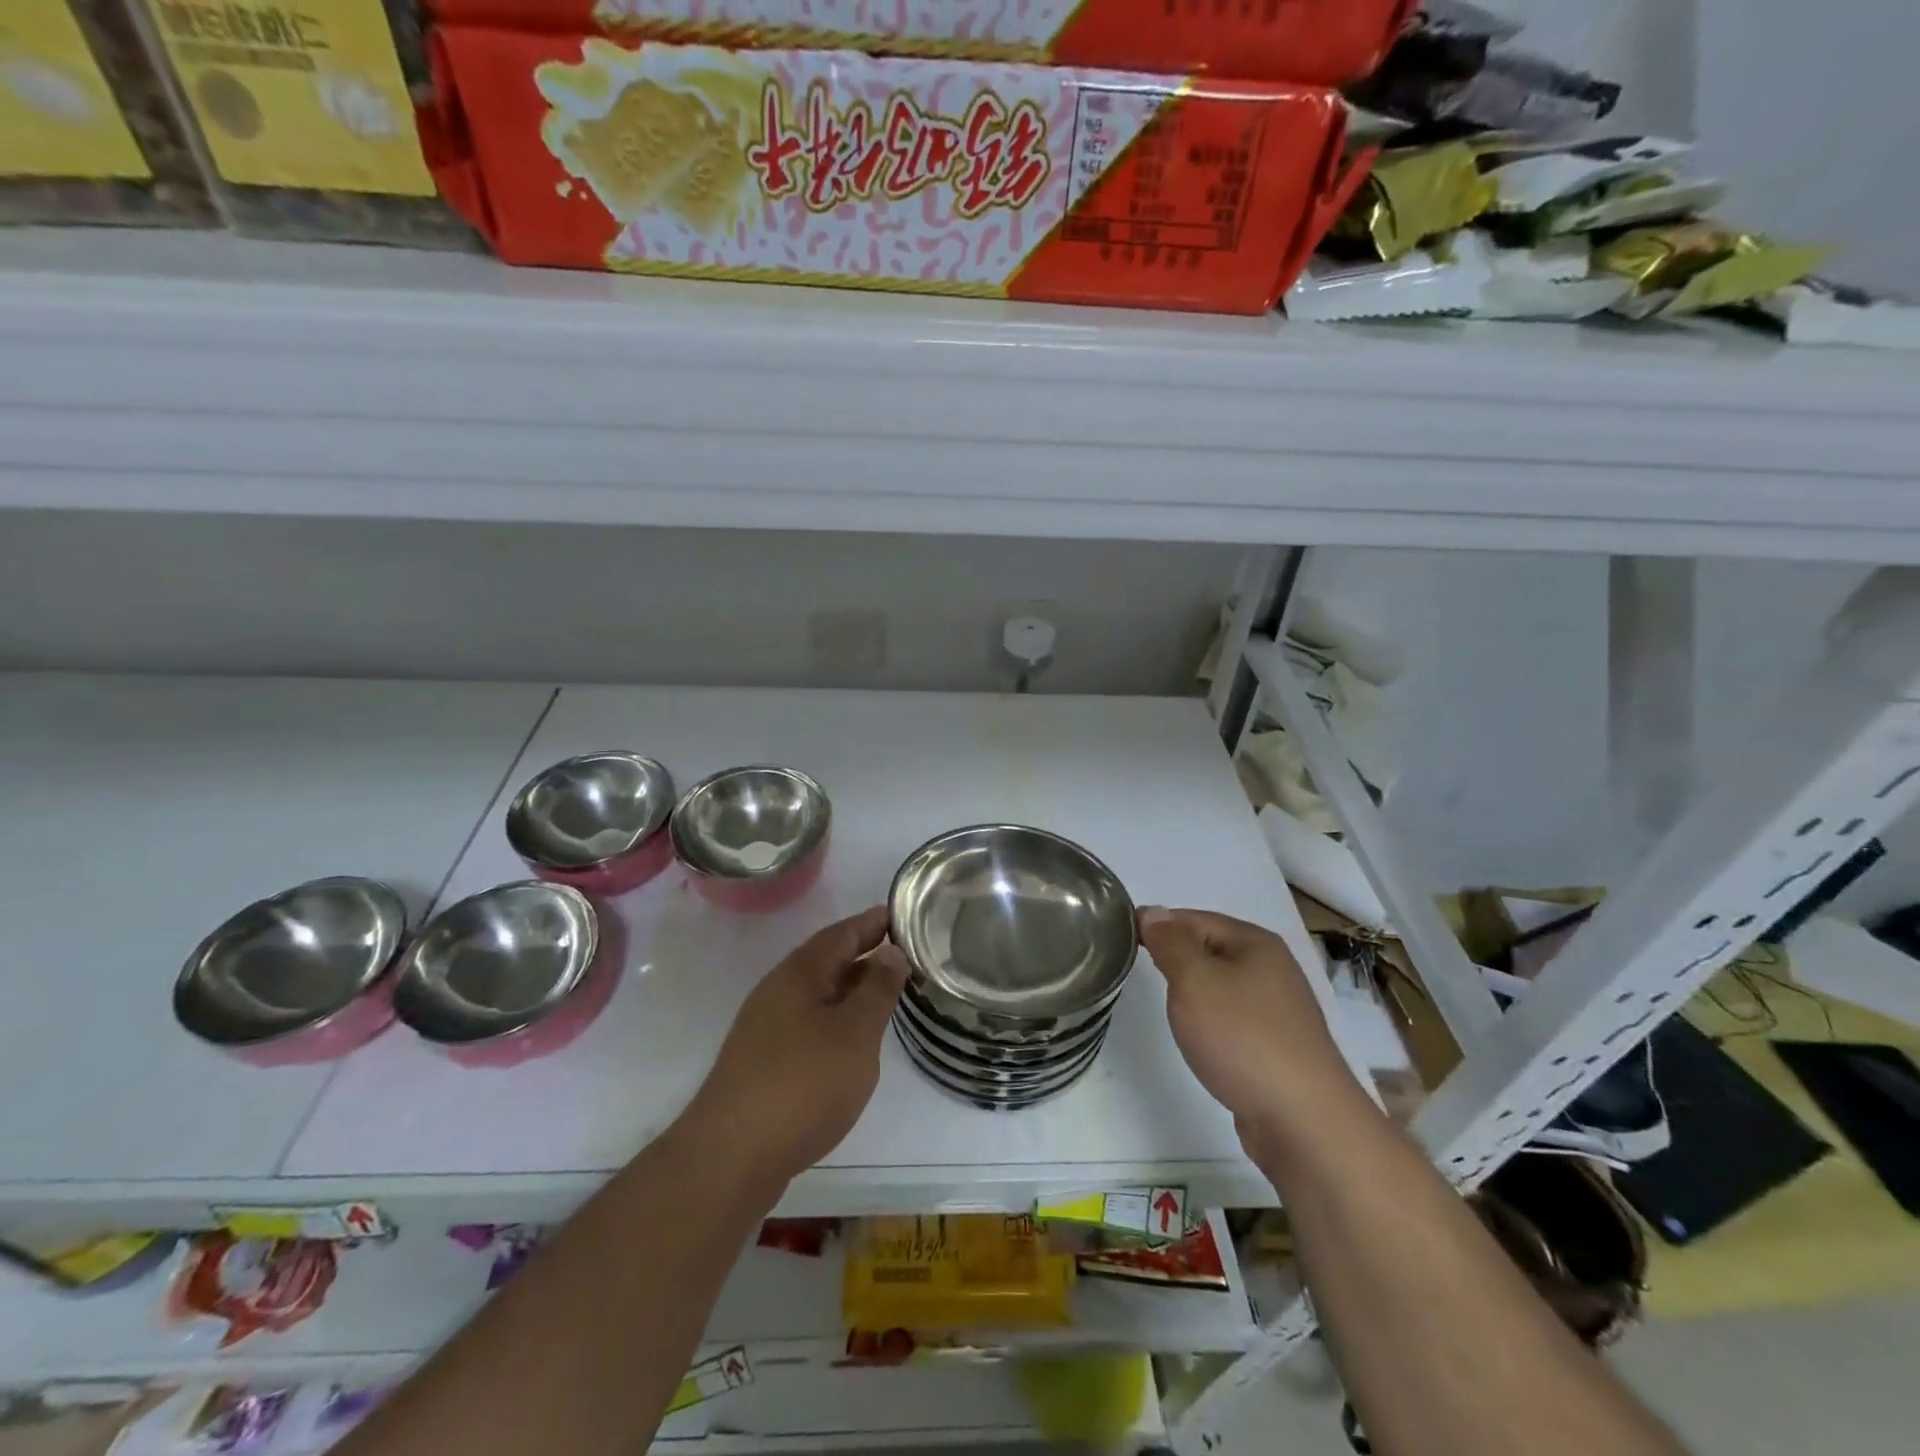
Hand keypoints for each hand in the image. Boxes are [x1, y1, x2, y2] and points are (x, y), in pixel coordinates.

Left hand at [683, 906, 907, 1187]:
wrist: (731, 1157)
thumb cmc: (803, 1084)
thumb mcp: (855, 1033)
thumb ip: (877, 989)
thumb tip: (890, 950)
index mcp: (800, 973)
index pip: (843, 933)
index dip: (874, 922)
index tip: (905, 914)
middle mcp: (779, 990)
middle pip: (828, 959)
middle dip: (866, 953)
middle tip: (907, 951)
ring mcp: (767, 1026)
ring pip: (818, 993)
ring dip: (851, 987)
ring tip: (887, 991)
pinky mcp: (764, 1060)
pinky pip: (809, 1021)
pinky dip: (837, 1016)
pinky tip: (852, 1037)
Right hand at [1140, 907, 1360, 1155]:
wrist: (1305, 1122)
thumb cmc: (1243, 1038)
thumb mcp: (1195, 981)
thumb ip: (1170, 943)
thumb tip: (1153, 911)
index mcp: (1256, 942)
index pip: (1193, 918)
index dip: (1158, 927)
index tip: (1122, 944)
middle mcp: (1273, 968)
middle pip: (1210, 949)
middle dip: (1175, 958)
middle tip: (1139, 975)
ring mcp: (1280, 1009)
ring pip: (1222, 985)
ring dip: (1194, 992)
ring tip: (1169, 1008)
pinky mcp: (1279, 1046)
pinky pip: (1234, 1018)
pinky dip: (1213, 1022)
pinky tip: (1202, 1039)